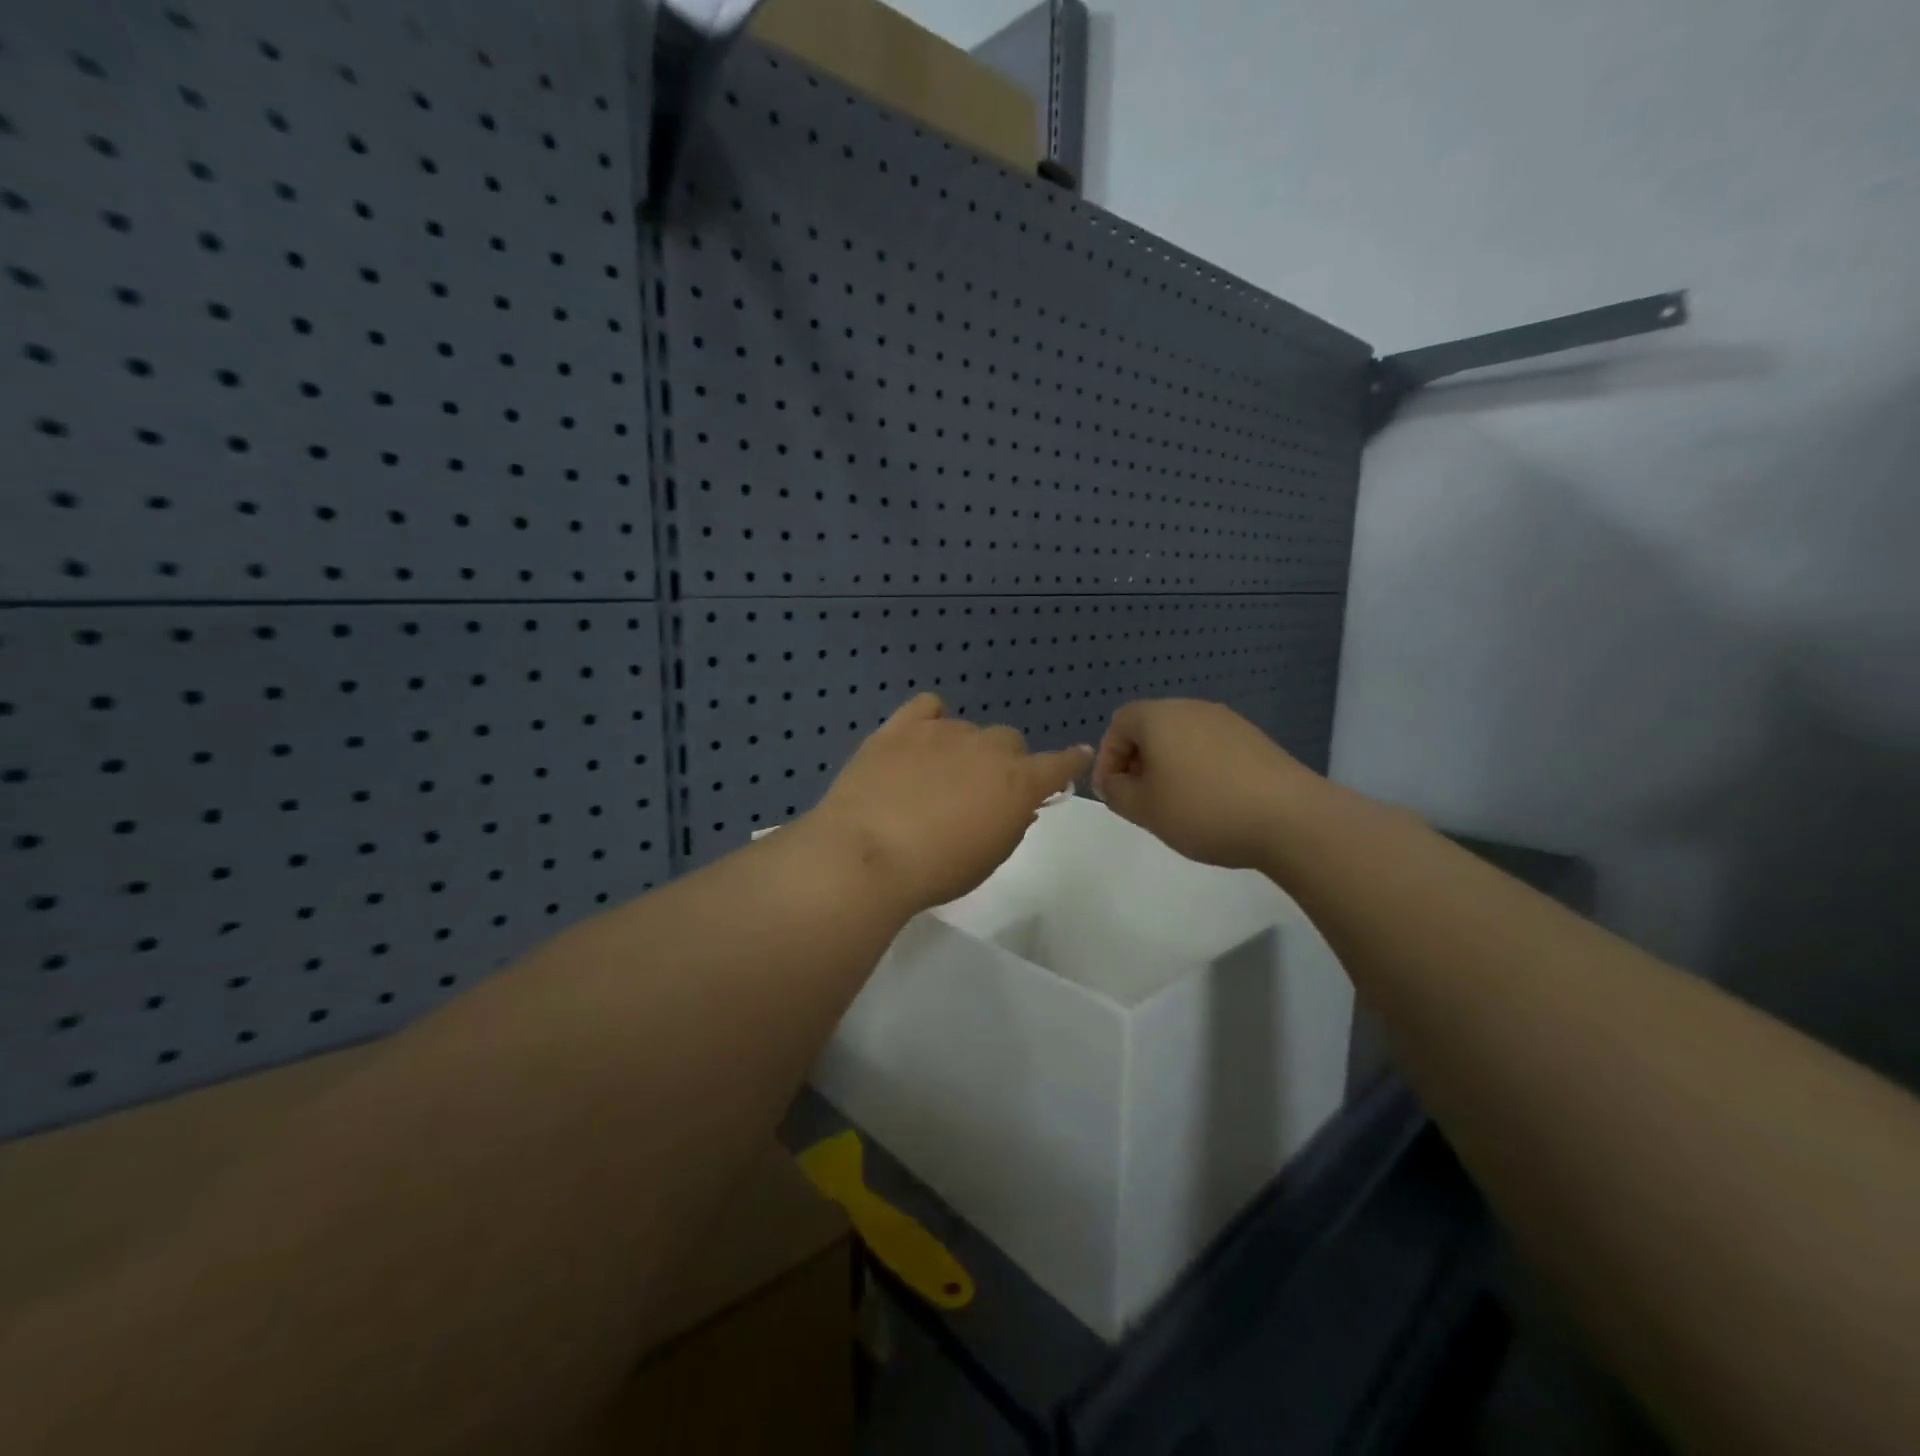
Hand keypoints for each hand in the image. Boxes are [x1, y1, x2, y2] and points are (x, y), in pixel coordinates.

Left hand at [806, 694, 1092, 913]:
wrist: (868, 854)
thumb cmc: (937, 870)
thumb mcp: (988, 858)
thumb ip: (1010, 823)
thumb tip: (1017, 804)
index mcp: (1018, 782)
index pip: (1058, 764)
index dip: (1068, 761)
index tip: (1075, 757)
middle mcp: (987, 748)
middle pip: (1008, 742)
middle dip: (1002, 763)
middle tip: (979, 794)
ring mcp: (943, 732)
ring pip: (968, 730)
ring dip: (963, 749)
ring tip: (935, 779)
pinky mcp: (901, 727)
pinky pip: (927, 706)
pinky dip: (930, 720)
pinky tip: (920, 739)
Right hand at [1093, 700, 1313, 869]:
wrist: (1290, 818)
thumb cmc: (1203, 809)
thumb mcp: (1144, 809)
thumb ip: (1116, 792)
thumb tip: (1112, 781)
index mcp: (1159, 717)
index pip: (1118, 724)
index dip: (1108, 759)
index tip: (1113, 793)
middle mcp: (1192, 708)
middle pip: (1151, 728)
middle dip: (1138, 763)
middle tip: (1140, 800)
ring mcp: (1228, 721)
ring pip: (1182, 738)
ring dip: (1168, 767)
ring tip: (1175, 805)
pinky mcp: (1254, 739)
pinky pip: (1211, 748)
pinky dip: (1199, 769)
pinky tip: (1211, 802)